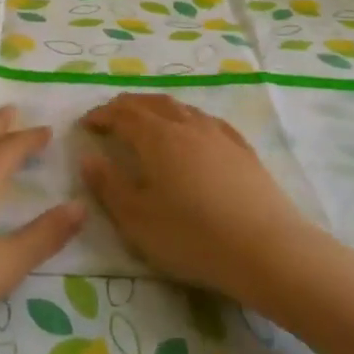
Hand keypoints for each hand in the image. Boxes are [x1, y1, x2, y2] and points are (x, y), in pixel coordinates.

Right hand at [80, 93, 309, 300]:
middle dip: (127, 106)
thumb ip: (109, 186)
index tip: (86, 124)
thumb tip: (89, 158)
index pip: (122, 114)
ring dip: (158, 108)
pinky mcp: (243, 149)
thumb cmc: (192, 236)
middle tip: (111, 116)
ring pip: (182, 108)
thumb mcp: (137, 220)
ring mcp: (219, 134)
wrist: (266, 249)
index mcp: (156, 137)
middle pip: (151, 103)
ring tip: (147, 119)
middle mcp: (186, 125)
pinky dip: (188, 119)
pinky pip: (208, 121)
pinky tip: (193, 130)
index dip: (102, 116)